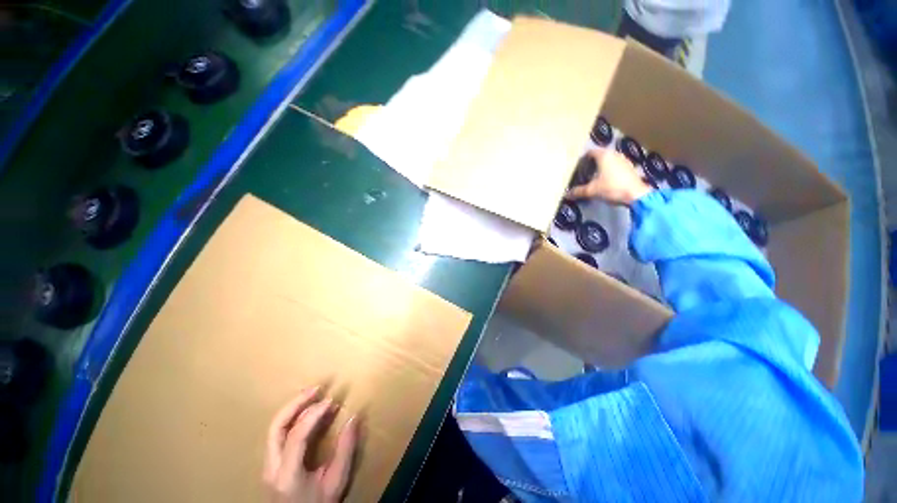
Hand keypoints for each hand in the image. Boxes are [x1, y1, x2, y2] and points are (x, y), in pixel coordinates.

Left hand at [264, 388, 358, 502]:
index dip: (313, 415)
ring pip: (275, 428)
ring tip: (313, 393)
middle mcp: (271, 467)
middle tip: (317, 389)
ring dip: (294, 407)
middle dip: (296, 403)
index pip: (296, 436)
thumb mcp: (336, 482)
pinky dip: (294, 417)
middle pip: (276, 427)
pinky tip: (309, 410)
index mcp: (287, 475)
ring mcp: (268, 464)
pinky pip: (279, 433)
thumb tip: (355, 417)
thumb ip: (345, 450)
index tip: (331, 401)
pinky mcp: (271, 462)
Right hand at [567, 148, 652, 204]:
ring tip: (594, 176)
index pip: (590, 152)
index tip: (577, 166)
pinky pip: (616, 166)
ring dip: (602, 166)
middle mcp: (614, 154)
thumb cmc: (611, 188)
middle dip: (592, 163)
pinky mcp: (630, 167)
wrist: (636, 195)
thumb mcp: (591, 191)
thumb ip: (578, 191)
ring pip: (609, 160)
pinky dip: (610, 170)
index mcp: (604, 156)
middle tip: (584, 172)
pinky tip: (606, 180)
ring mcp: (624, 160)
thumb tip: (566, 195)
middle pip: (600, 155)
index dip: (583, 159)